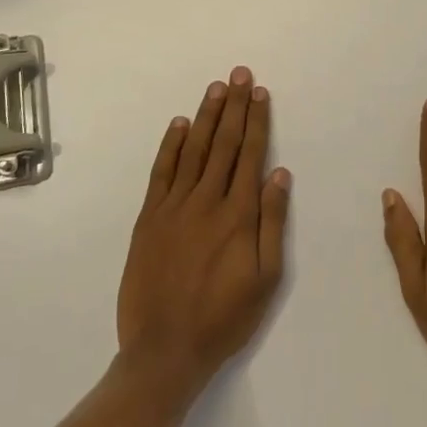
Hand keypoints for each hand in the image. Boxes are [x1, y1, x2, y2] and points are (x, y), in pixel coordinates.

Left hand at [118, 66, 290, 396]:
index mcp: (238, 216)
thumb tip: (279, 174)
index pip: (249, 155)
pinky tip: (180, 125)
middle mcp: (206, 202)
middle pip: (223, 144)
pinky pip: (161, 172)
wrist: (163, 351)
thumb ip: (272, 223)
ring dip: (206, 117)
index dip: (256, 121)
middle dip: (234, 107)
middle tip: (239, 75)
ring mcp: (173, 207)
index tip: (259, 93)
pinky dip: (171, 146)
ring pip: (194, 151)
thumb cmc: (224, 318)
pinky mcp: (148, 219)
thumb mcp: (266, 278)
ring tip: (216, 88)